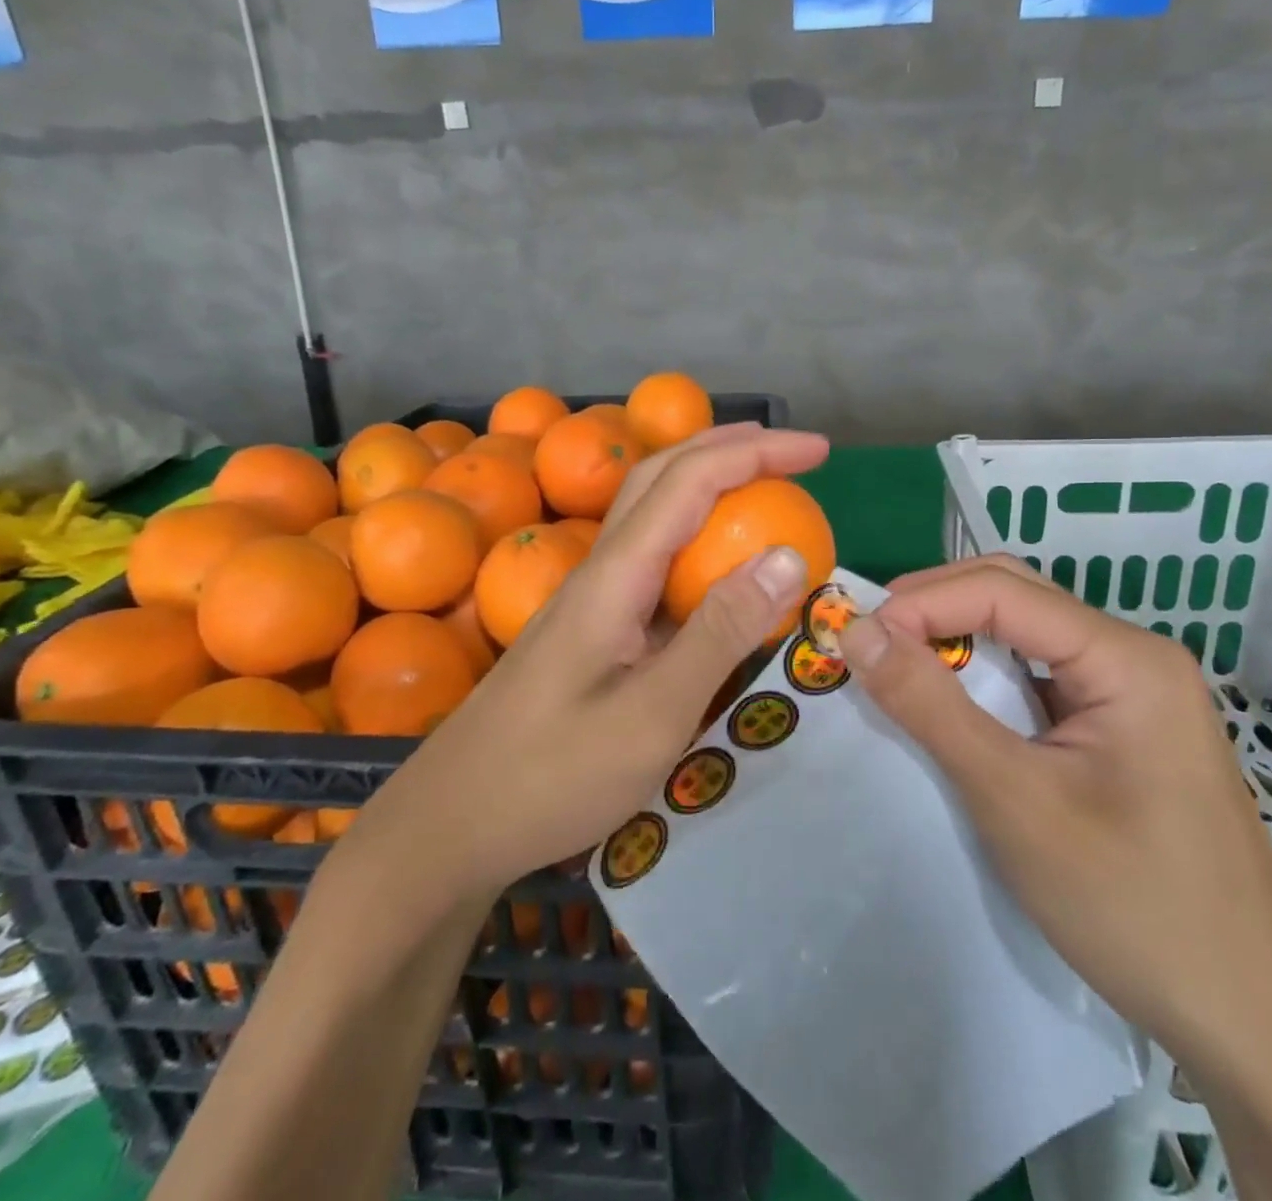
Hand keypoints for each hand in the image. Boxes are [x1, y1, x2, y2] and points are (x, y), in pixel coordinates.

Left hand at [354, 424, 829, 898]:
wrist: (453, 824)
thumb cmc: (552, 775)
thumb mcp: (653, 714)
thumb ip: (720, 632)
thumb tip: (786, 556)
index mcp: (616, 574)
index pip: (691, 481)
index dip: (757, 453)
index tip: (818, 450)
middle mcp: (601, 568)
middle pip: (662, 475)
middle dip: (730, 448)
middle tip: (792, 453)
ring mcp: (592, 596)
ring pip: (652, 511)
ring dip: (708, 482)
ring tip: (762, 487)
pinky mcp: (592, 626)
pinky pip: (652, 559)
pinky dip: (696, 538)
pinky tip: (717, 568)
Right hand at [835, 555, 1271, 1065]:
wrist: (1253, 1026)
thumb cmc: (1134, 906)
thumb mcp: (1014, 800)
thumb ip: (930, 707)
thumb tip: (857, 631)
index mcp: (1126, 657)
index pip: (1002, 591)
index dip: (921, 603)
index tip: (856, 637)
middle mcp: (1133, 658)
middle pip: (1016, 597)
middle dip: (935, 608)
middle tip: (870, 643)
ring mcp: (1132, 695)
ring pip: (1025, 636)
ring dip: (956, 642)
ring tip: (896, 668)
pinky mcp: (1121, 732)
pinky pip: (1039, 679)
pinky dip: (984, 681)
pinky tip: (951, 707)